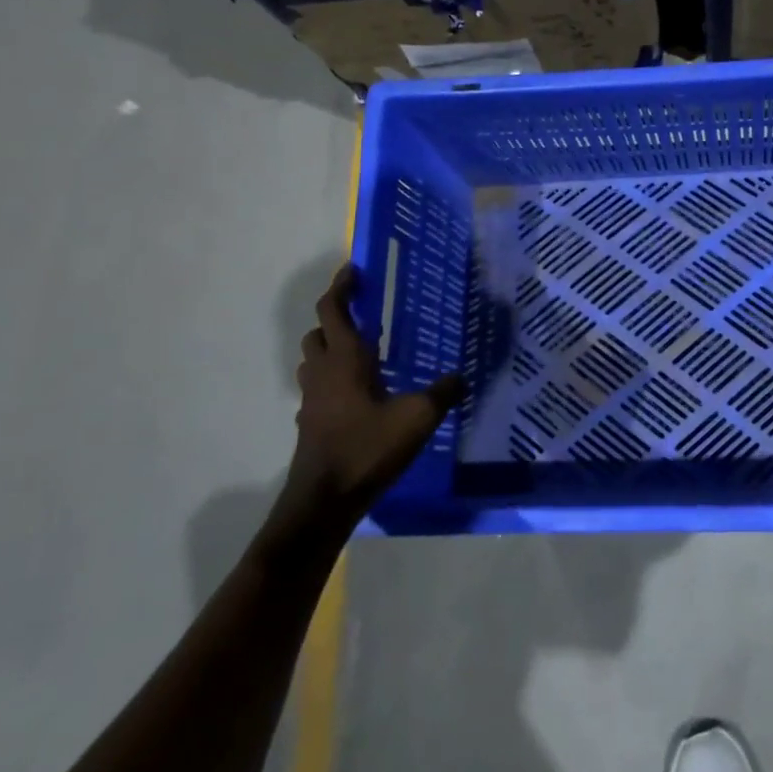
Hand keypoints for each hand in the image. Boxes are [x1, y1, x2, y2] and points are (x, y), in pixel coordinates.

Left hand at [289, 264, 466, 521]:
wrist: (324, 501)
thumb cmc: (368, 448)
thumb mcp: (417, 418)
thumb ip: (442, 393)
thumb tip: (461, 376)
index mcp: (345, 360)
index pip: (333, 310)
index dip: (341, 286)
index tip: (354, 270)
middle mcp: (323, 372)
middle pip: (318, 332)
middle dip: (336, 317)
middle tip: (364, 313)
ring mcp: (312, 399)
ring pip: (314, 360)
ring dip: (330, 348)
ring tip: (363, 352)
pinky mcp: (311, 423)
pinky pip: (318, 388)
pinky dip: (333, 379)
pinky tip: (359, 395)